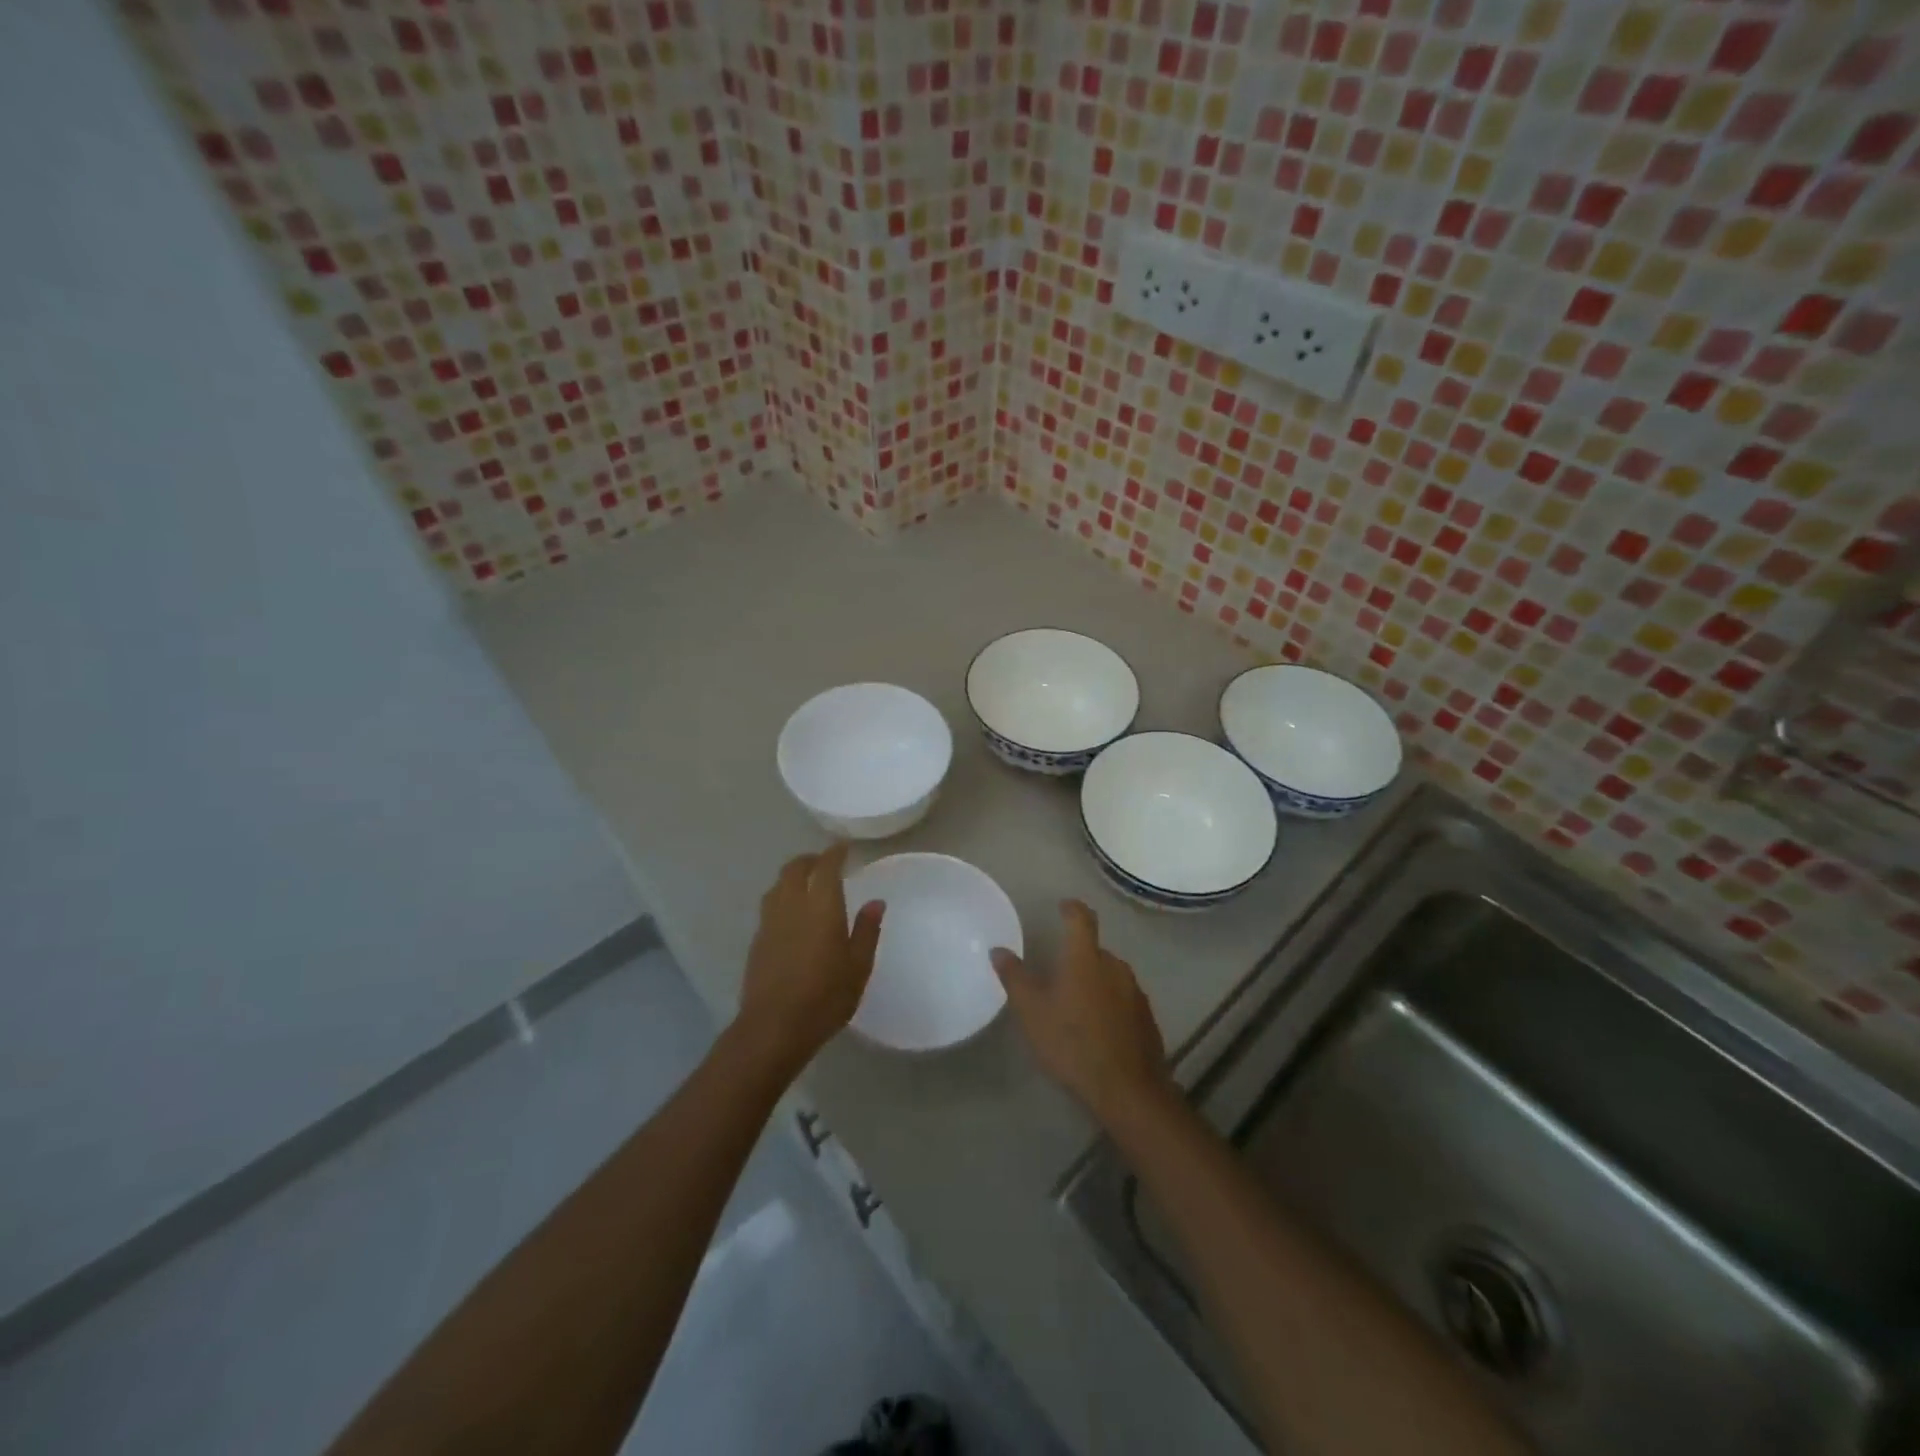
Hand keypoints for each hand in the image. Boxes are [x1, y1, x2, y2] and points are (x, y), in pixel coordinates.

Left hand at [736, 843, 884, 1070]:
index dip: (834, 853)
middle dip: (809, 860)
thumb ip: (866, 930)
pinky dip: (782, 897)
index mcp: (821, 907)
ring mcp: (770, 922)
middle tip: (824, 862)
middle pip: (795, 869)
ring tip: (806, 884)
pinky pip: (770, 905)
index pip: (826, 867)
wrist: (774, 1026)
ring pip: (778, 885)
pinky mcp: (757, 940)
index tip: (843, 848)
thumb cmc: (825, 996)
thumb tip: (875, 902)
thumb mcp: (858, 966)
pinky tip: (791, 913)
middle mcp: (792, 906)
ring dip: (792, 876)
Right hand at [991, 900, 1173, 1124]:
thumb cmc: (1073, 1043)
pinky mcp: (1147, 1018)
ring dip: (1094, 982)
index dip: (1071, 908)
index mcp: (1086, 958)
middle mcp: (1115, 966)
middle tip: (1057, 974)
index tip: (1063, 906)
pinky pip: (1123, 999)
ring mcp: (1135, 992)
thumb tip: (999, 949)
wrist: (1128, 1090)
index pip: (1081, 919)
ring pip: (1110, 975)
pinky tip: (1098, 1028)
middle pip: (1095, 950)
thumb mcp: (1032, 1012)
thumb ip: (1014, 977)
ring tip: (1075, 1005)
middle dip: (1078, 956)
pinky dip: (1109, 1004)